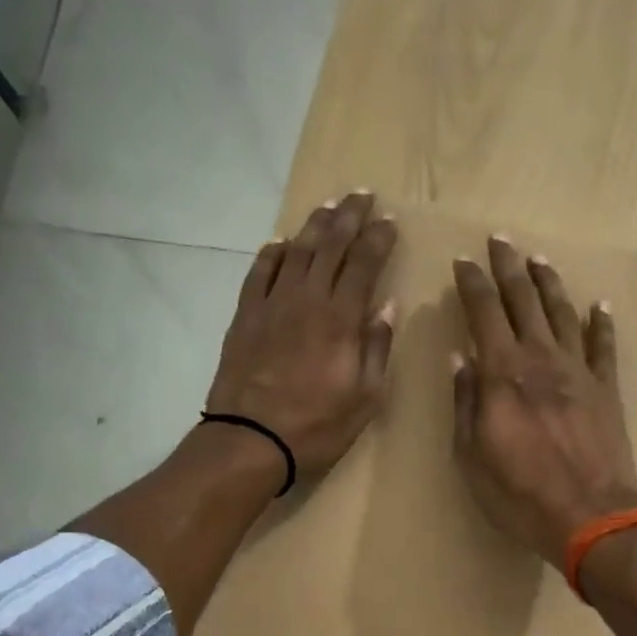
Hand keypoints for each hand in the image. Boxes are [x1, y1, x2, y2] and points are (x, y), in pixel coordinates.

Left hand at [205, 192, 397, 478]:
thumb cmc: (317, 426)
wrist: (250, 441)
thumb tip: (386, 305)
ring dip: (314, 226)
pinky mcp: (246, 316)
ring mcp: (272, 305)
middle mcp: (306, 300)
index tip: (390, 221)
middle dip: (349, 217)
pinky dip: (273, 253)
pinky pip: (259, 273)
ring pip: (296, 252)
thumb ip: (376, 346)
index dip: (378, 239)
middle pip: (329, 246)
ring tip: (328, 207)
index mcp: (341, 319)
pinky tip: (282, 243)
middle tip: (362, 195)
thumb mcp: (365, 397)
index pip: (363, 264)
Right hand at [451, 236, 636, 568]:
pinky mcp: (606, 388)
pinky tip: (600, 305)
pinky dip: (602, 323)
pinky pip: (604, 347)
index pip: (484, 312)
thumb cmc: (519, 492)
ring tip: (539, 260)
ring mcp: (579, 370)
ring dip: (549, 283)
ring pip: (563, 313)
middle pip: (524, 300)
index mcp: (503, 372)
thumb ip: (466, 401)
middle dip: (508, 267)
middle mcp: (541, 358)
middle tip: (500, 240)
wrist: (590, 515)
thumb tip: (460, 358)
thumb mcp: (471, 453)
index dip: (472, 283)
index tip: (463, 261)